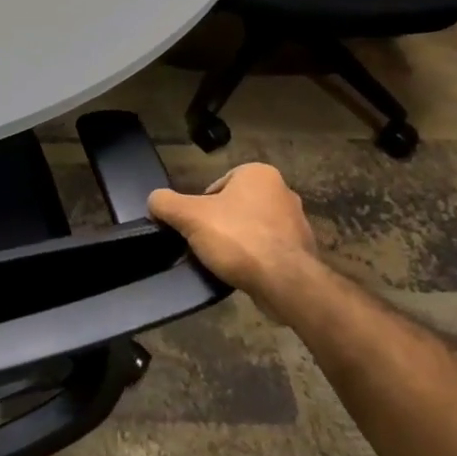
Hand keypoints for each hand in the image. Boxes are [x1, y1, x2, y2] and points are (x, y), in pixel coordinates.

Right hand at [148, 163, 328, 305]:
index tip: (196, 227)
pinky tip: (244, 272)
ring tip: (224, 261)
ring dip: (238, 242)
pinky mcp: (302, 250)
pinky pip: (269, 249)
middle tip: (206, 244)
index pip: (217, 186)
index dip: (201, 207)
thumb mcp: (189, 216)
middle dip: (221, 224)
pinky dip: (255, 259)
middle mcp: (282, 191)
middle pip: (235, 206)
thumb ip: (166, 203)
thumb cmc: (238, 238)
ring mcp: (297, 221)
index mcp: (258, 173)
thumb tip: (154, 201)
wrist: (285, 282)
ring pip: (252, 228)